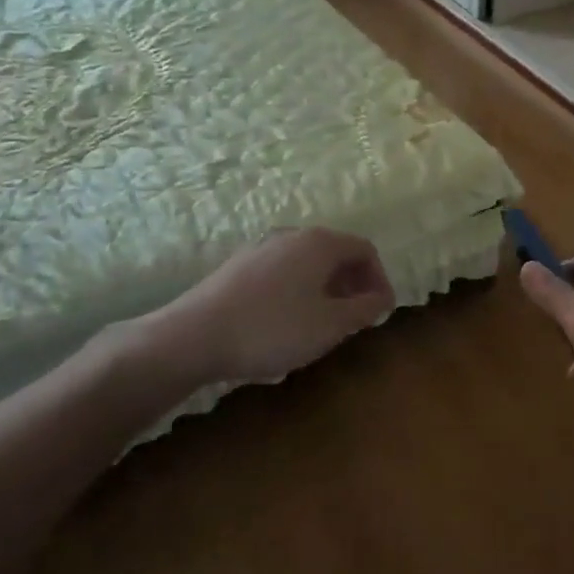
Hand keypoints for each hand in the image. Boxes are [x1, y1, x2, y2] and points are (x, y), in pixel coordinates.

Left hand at [131, 228, 395, 390]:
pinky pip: (283, 271)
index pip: (365, 250)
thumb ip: (364, 309)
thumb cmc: (273, 329)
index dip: (380, 279)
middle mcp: (292, 235)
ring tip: (324, 322)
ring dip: (326, 288)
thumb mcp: (331, 325)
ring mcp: (261, 248)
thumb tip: (381, 298)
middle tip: (356, 318)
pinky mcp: (238, 267)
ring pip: (308, 263)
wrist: (192, 337)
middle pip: (336, 253)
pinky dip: (299, 290)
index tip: (380, 312)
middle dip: (353, 284)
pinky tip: (287, 322)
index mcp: (320, 242)